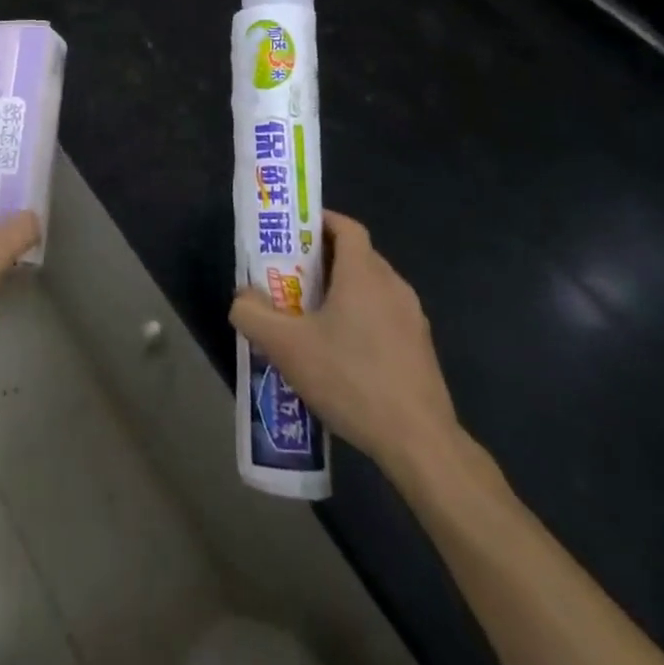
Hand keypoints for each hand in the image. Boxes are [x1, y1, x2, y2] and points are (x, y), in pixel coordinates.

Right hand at [230, 211, 463, 485]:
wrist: (419, 443)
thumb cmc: (351, 379)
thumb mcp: (286, 347)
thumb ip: (253, 315)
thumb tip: (242, 298)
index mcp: (364, 273)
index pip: (346, 226)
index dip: (319, 221)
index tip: (292, 234)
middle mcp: (393, 286)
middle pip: (356, 256)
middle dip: (322, 260)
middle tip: (289, 278)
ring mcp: (412, 319)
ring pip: (371, 289)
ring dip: (341, 293)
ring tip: (310, 318)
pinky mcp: (421, 350)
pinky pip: (385, 317)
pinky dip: (361, 320)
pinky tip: (340, 355)